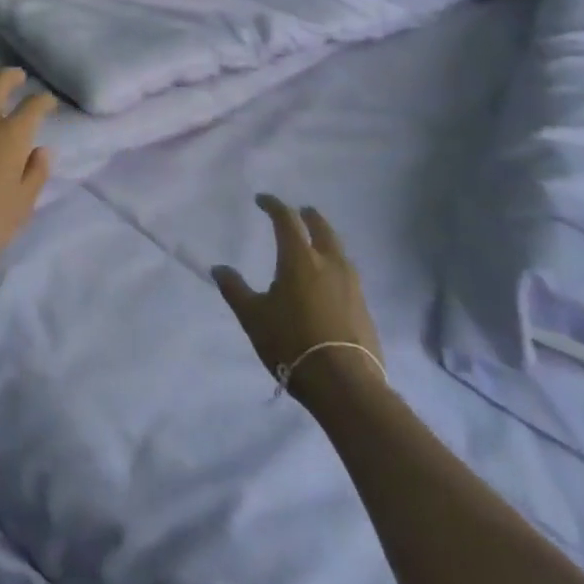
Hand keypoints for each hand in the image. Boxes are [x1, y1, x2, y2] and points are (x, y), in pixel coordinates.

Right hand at [213, 195, 383, 406]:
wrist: (345, 384)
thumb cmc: (292, 342)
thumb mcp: (253, 316)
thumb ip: (235, 289)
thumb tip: (219, 269)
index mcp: (299, 258)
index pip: (286, 219)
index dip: (273, 205)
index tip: (262, 200)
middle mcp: (329, 263)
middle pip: (322, 228)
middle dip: (309, 217)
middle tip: (301, 211)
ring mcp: (352, 285)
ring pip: (339, 251)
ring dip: (326, 240)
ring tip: (317, 244)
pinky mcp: (364, 307)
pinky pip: (348, 274)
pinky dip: (336, 266)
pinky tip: (330, 280)